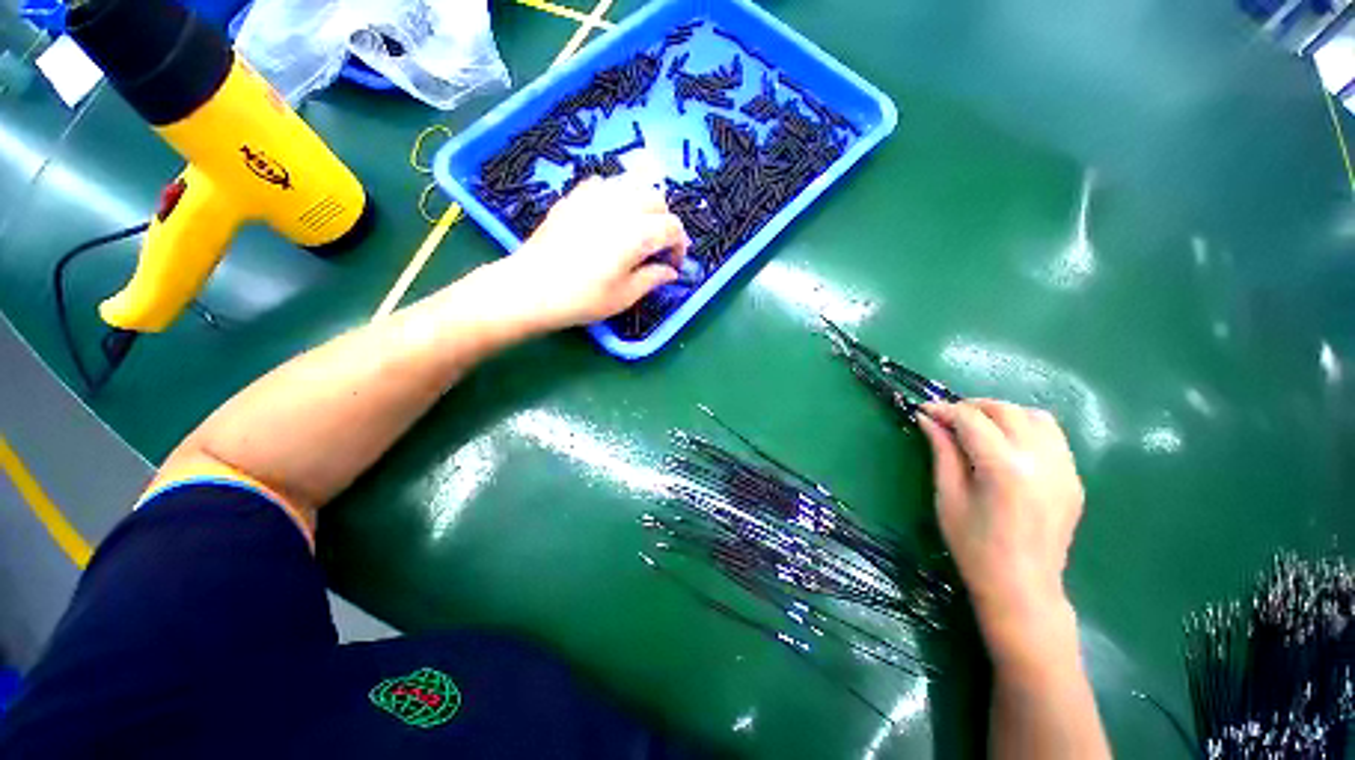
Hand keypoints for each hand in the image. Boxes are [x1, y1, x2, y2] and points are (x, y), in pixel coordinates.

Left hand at [491, 176, 689, 331]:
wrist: (532, 288)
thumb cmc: (583, 298)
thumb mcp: (625, 296)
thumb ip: (652, 279)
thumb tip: (670, 271)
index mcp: (637, 233)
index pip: (673, 228)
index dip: (679, 246)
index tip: (673, 264)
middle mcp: (620, 206)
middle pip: (657, 200)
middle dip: (665, 222)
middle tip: (658, 247)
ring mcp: (595, 196)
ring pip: (633, 184)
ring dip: (644, 204)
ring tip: (638, 227)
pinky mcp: (575, 196)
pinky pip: (606, 184)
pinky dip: (618, 195)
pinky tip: (611, 215)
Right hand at [916, 400, 1084, 660]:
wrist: (1022, 588)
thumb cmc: (974, 546)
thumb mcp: (948, 496)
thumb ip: (942, 451)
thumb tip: (928, 419)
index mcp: (1005, 469)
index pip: (972, 420)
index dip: (944, 410)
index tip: (923, 410)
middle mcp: (1041, 461)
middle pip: (1006, 411)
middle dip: (971, 406)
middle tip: (947, 418)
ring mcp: (1065, 469)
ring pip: (1035, 416)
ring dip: (1003, 413)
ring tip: (978, 426)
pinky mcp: (1074, 478)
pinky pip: (1052, 437)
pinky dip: (1025, 428)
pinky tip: (1006, 444)